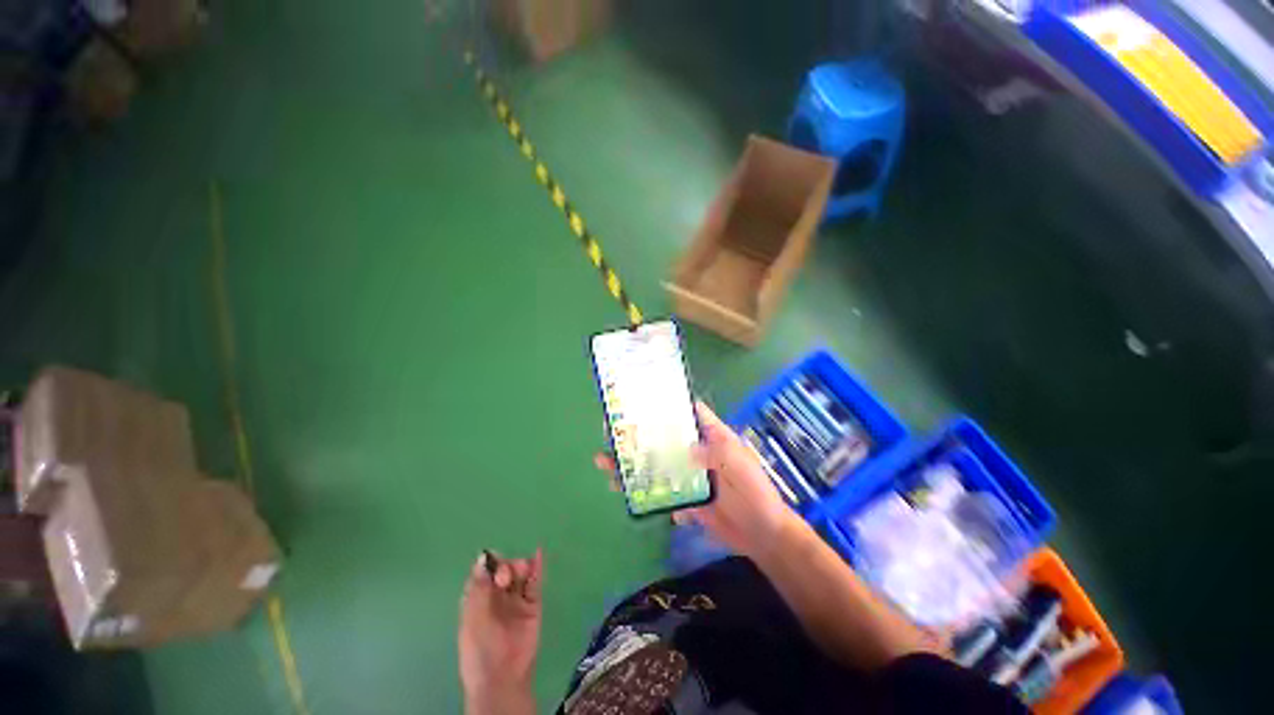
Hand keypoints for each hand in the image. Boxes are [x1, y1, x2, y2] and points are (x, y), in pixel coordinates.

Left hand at [458, 549, 541, 712]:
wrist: (503, 677)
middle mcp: (497, 597)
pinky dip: (537, 568)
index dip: (489, 564)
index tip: (493, 562)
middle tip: (505, 578)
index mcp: (478, 600)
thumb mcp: (473, 617)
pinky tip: (538, 554)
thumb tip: (483, 557)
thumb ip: (479, 587)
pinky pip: (535, 583)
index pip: (484, 573)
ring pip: (519, 574)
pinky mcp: (533, 605)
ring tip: (522, 570)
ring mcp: (516, 601)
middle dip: (505, 566)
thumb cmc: (480, 649)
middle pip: (503, 570)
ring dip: (520, 566)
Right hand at [594, 401, 800, 561]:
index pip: (690, 414)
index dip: (669, 404)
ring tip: (605, 459)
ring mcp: (687, 475)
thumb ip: (717, 454)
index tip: (642, 397)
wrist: (761, 535)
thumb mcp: (741, 467)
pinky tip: (620, 488)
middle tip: (612, 429)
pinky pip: (658, 489)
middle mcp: (696, 452)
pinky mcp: (683, 497)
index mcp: (712, 438)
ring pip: (656, 463)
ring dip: (633, 461)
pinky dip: (639, 488)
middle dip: (640, 433)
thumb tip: (687, 448)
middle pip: (664, 438)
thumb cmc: (756, 493)